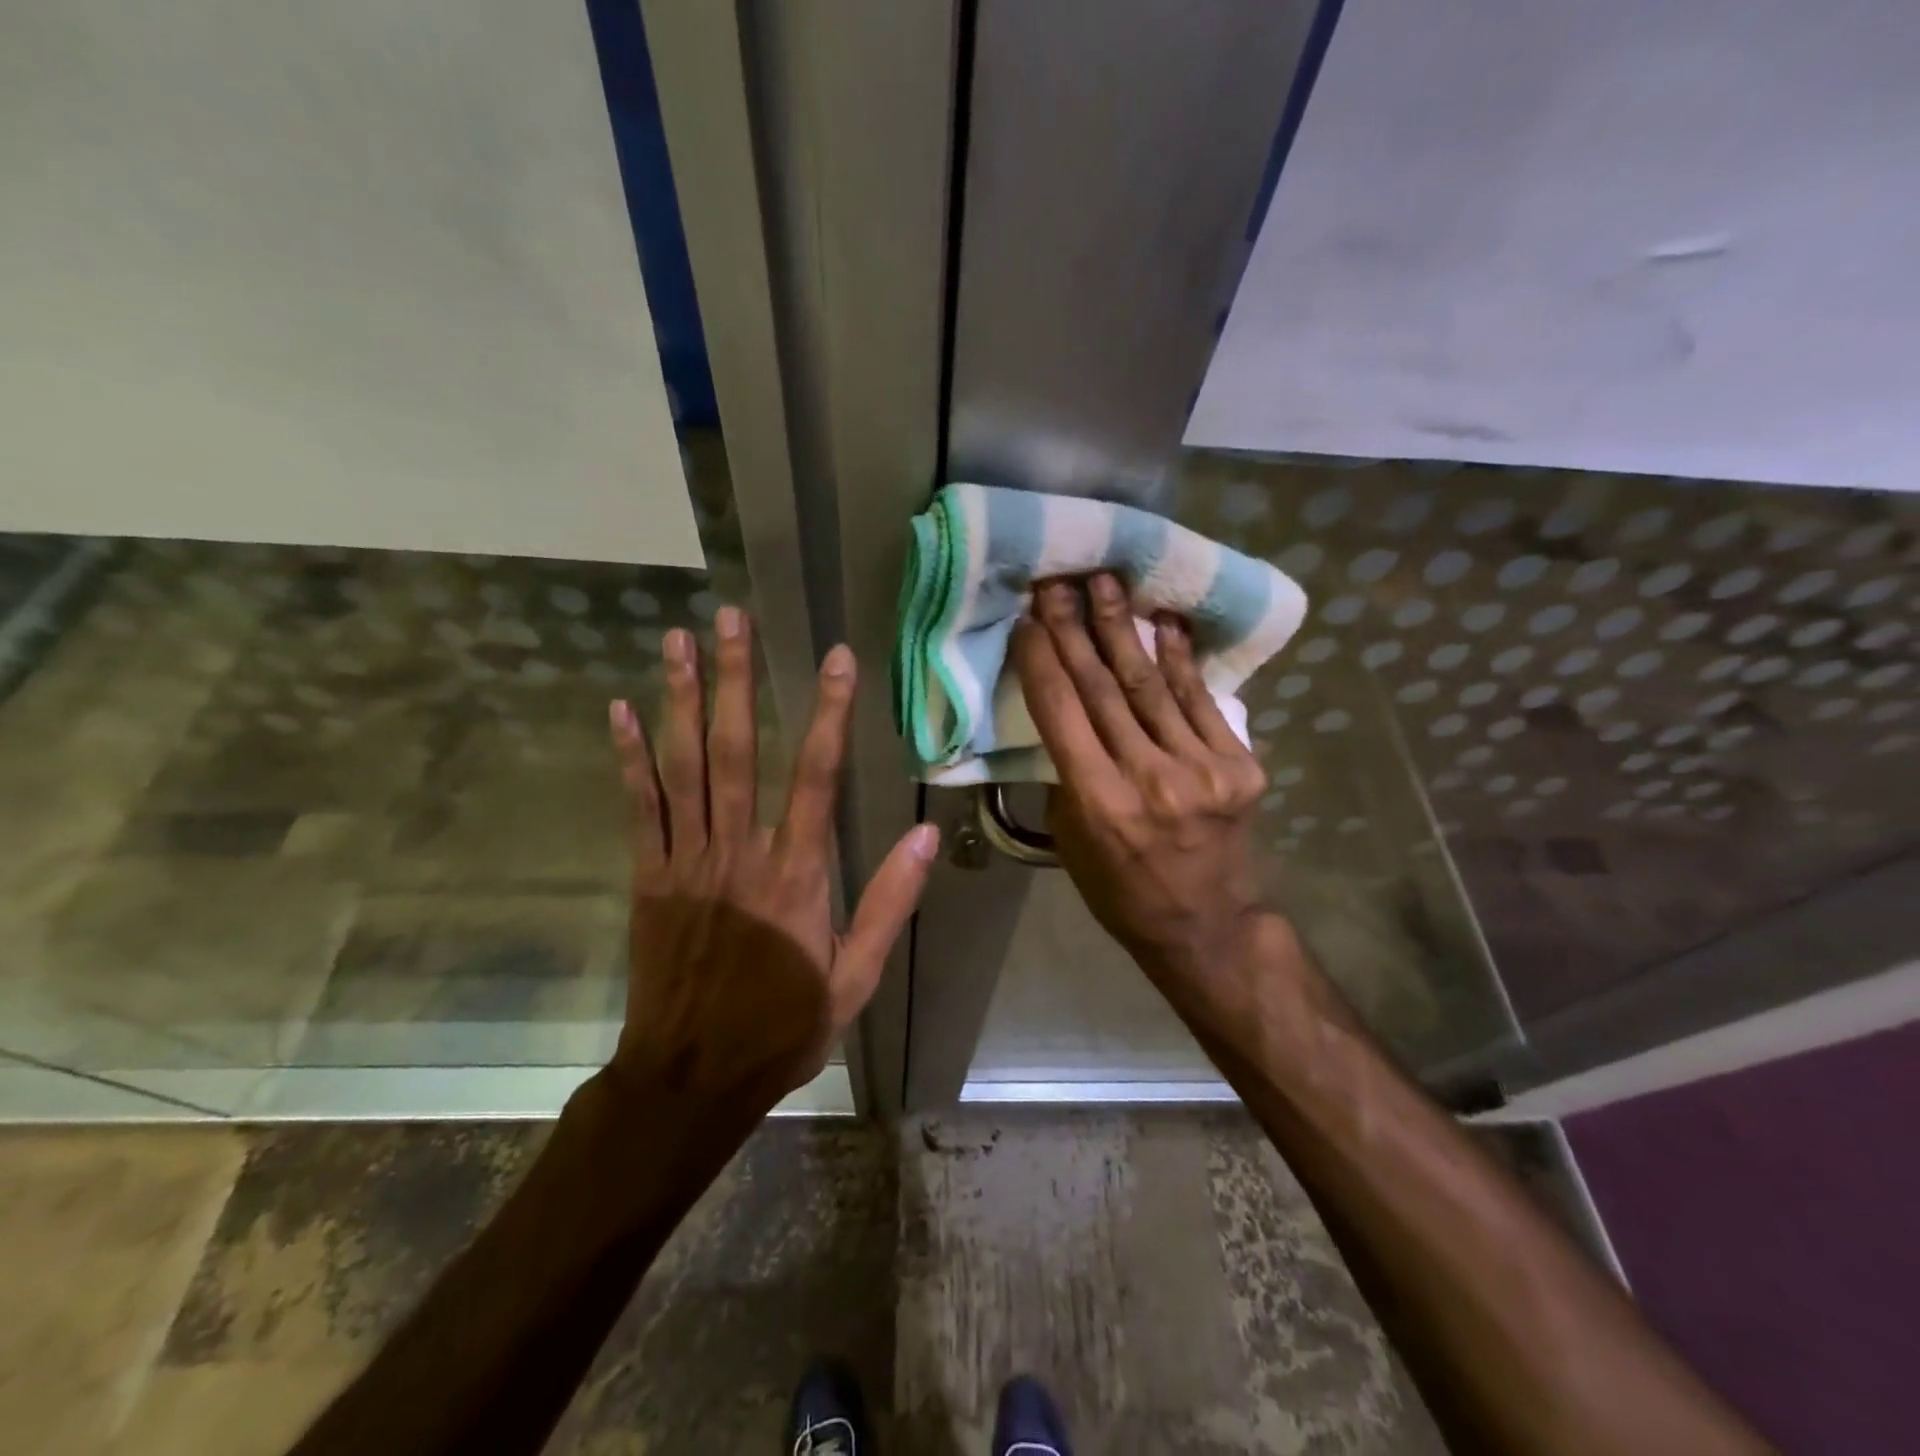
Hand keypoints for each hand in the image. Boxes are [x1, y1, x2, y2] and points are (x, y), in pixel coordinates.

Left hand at [606, 607, 937, 1115]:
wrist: (692, 1078)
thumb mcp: (856, 977)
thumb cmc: (782, 1026)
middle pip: (735, 750)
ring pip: (682, 766)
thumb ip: (889, 904)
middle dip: (733, 679)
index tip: (835, 658)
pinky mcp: (649, 878)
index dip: (827, 712)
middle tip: (728, 618)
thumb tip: (927, 839)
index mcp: (795, 874)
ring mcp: (686, 861)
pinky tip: (621, 711)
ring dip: (679, 699)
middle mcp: (738, 852)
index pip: (815, 776)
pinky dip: (629, 757)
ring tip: (676, 640)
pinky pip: (638, 808)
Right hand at [1013, 575, 1308, 1039]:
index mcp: (1099, 802)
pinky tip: (1164, 621)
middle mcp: (1150, 778)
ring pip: (1151, 684)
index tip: (1026, 618)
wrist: (1207, 924)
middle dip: (1074, 629)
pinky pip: (1200, 700)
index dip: (1041, 659)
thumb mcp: (1071, 841)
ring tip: (1105, 582)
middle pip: (1104, 688)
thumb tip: (1066, 715)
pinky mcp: (1240, 765)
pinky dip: (1180, 658)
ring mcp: (1202, 769)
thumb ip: (1067, 775)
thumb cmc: (1121, 889)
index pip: (1062, 712)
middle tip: (1057, 582)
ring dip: (1123, 629)